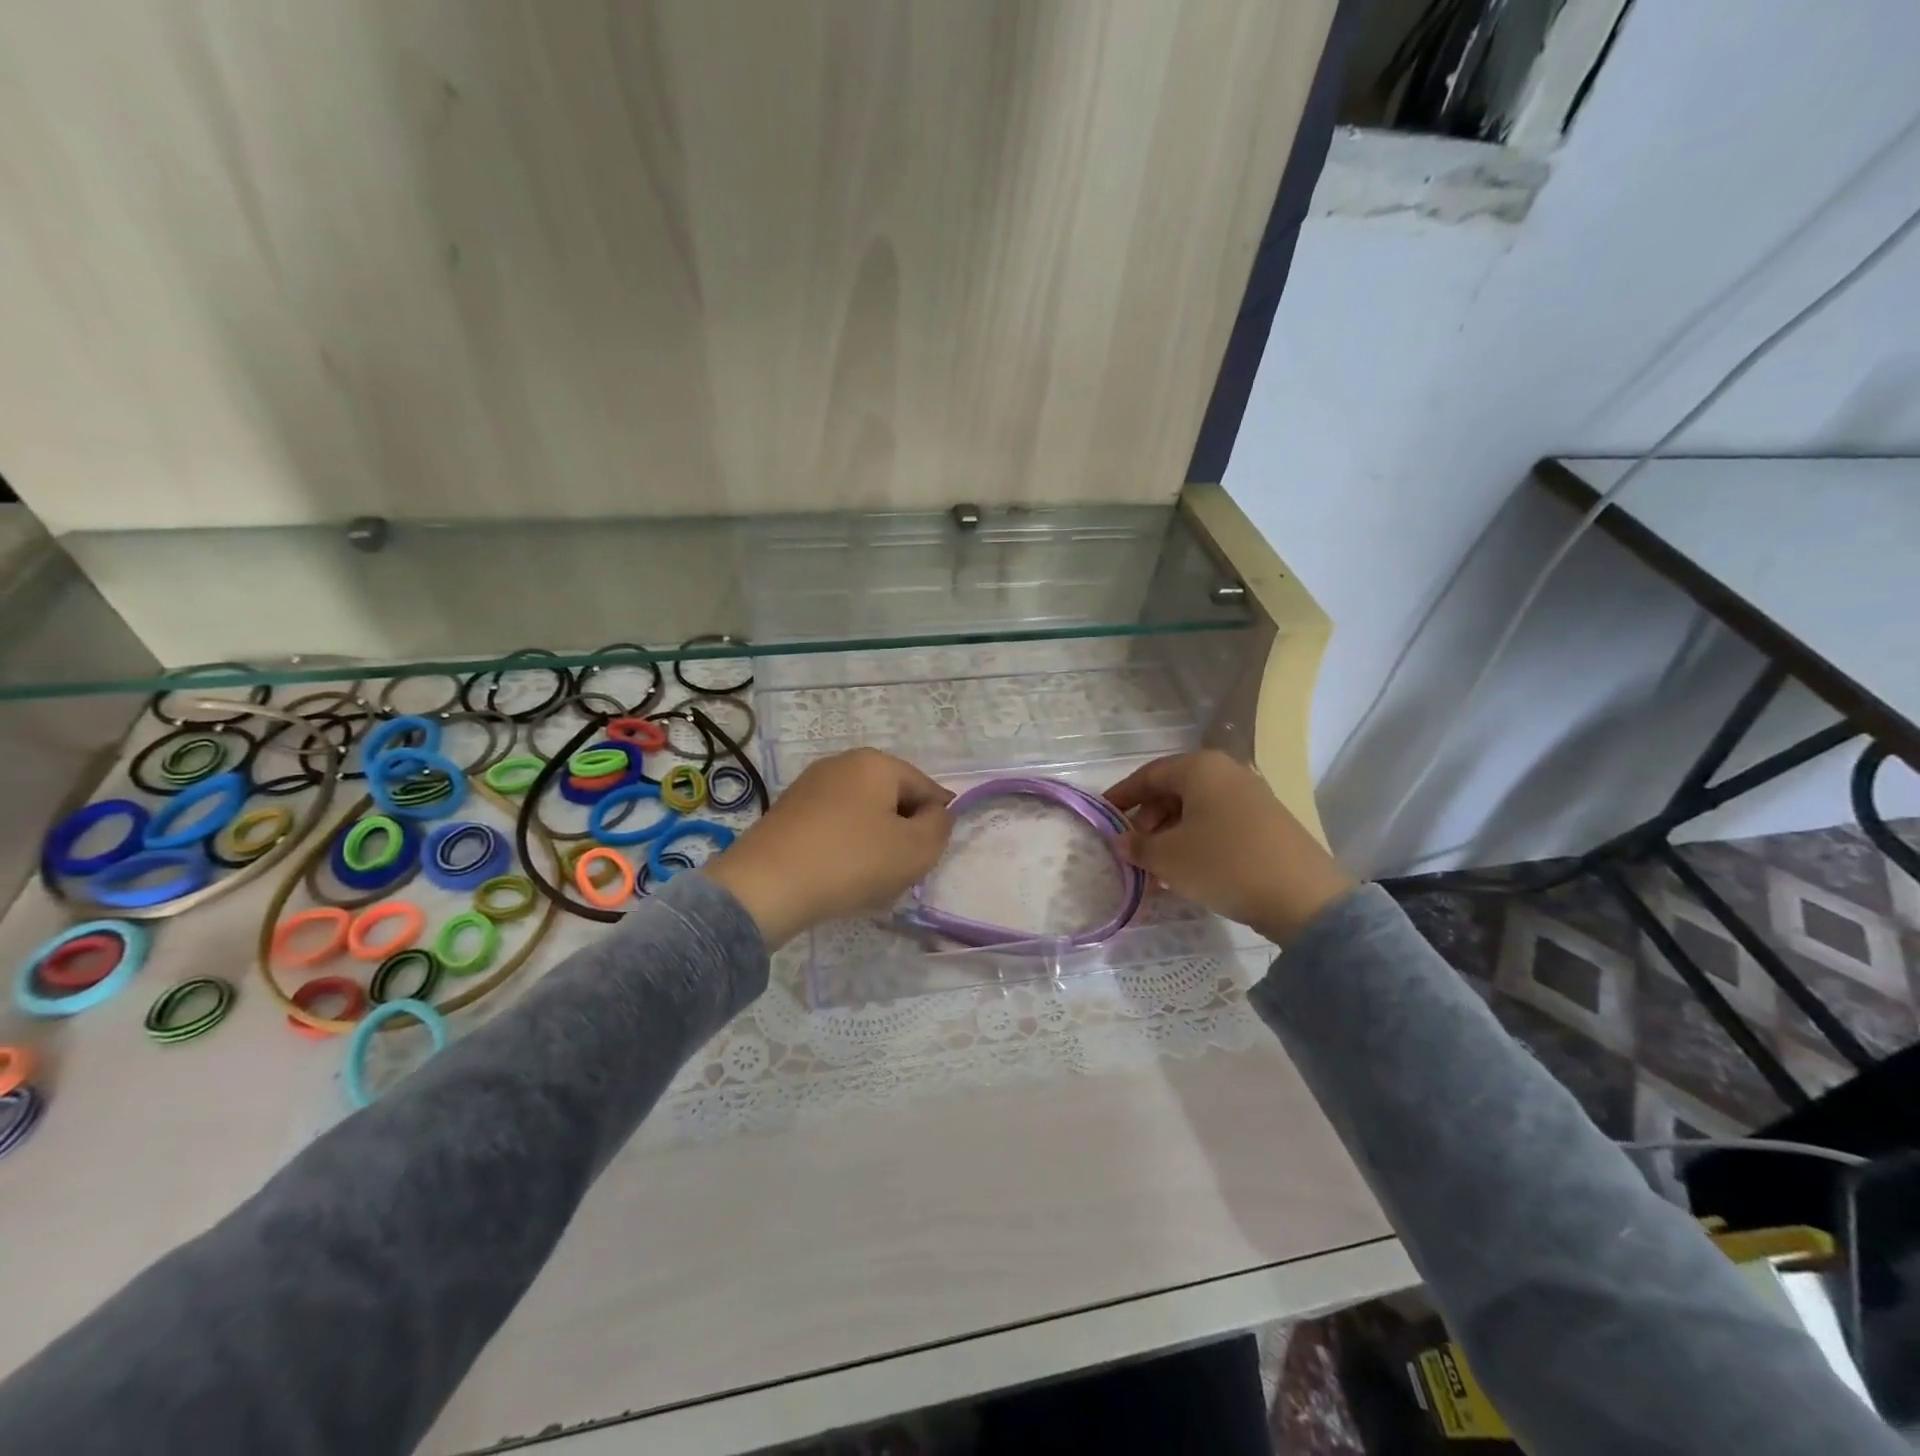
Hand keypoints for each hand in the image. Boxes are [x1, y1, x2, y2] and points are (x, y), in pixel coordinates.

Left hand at [706, 748, 954, 948]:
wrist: (765, 887)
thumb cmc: (851, 861)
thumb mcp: (916, 849)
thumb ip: (940, 826)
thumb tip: (934, 814)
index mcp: (876, 762)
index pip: (926, 789)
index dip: (934, 826)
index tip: (923, 859)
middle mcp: (842, 763)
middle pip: (893, 801)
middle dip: (902, 835)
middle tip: (897, 872)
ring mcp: (810, 786)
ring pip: (863, 816)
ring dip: (873, 846)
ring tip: (865, 880)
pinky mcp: (788, 812)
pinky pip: (833, 828)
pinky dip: (843, 850)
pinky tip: (836, 878)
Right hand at [1105, 750, 1354, 945]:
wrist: (1303, 897)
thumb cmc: (1224, 863)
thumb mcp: (1168, 857)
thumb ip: (1138, 845)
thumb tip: (1122, 841)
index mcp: (1200, 768)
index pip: (1148, 775)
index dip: (1121, 796)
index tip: (1102, 817)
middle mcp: (1227, 773)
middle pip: (1173, 791)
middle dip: (1147, 821)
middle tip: (1133, 850)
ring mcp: (1252, 797)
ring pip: (1196, 811)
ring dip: (1170, 836)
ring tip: (1157, 870)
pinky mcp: (1268, 823)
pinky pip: (1219, 824)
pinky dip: (1196, 842)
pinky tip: (1188, 873)